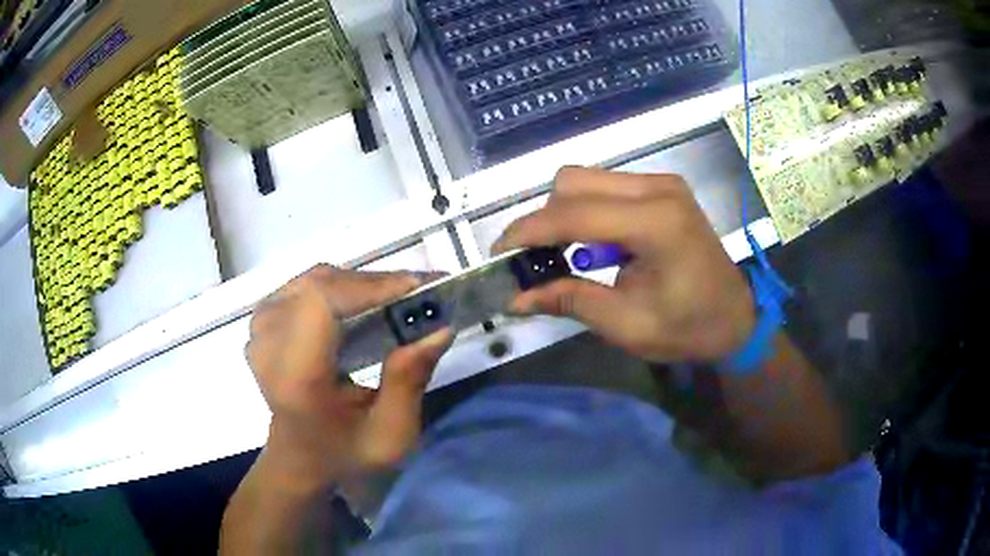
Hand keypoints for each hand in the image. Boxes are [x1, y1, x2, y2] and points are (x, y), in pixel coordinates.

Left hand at [245, 265, 451, 488]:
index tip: (416, 289)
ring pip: (316, 278)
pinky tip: (363, 304)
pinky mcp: (264, 320)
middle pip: (321, 284)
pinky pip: (306, 285)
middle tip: (419, 293)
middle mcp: (268, 344)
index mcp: (294, 377)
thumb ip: (410, 381)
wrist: (299, 457)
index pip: (320, 303)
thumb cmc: (344, 452)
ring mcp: (260, 328)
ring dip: (360, 284)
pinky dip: (341, 287)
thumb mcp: (390, 435)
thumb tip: (439, 328)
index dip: (368, 286)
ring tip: (396, 298)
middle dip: (375, 283)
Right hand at [494, 167, 754, 363]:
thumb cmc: (689, 329)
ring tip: (560, 254)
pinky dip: (585, 211)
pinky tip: (591, 245)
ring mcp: (661, 183)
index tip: (499, 254)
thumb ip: (570, 301)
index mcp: (657, 223)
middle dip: (544, 219)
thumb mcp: (627, 325)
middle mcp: (658, 189)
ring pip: (586, 179)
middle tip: (534, 259)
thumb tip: (516, 297)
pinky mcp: (662, 189)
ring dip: (563, 213)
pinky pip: (605, 186)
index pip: (574, 214)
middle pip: (574, 182)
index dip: (529, 232)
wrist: (736, 318)